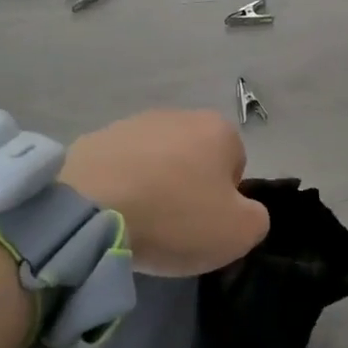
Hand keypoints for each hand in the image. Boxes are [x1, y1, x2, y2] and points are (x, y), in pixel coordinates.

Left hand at [61, 110, 269, 276]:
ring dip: (152, 185)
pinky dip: (119, 186)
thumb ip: (256, 218)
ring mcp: (133, 123)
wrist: (91, 208)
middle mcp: (178, 114)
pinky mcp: (95, 138)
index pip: (235, 166)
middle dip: (187, 187)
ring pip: (155, 161)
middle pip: (194, 158)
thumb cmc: (175, 216)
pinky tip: (111, 212)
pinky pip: (119, 167)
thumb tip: (243, 211)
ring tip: (138, 221)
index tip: (204, 225)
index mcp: (218, 129)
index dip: (224, 200)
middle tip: (173, 226)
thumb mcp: (239, 232)